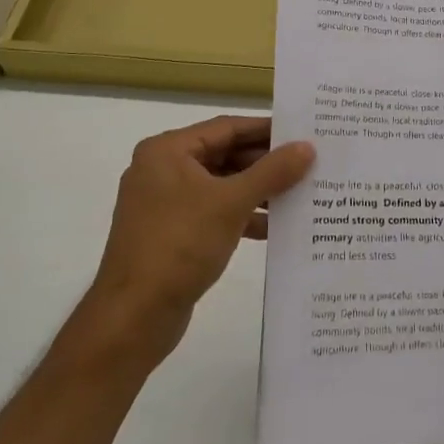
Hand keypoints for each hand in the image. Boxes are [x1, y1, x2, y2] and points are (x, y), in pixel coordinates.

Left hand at [79, 115, 313, 360]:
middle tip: (309, 163)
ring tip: (300, 193)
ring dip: (258, 191)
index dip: (266, 129)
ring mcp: (165, 204)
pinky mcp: (172, 234)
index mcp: (167, 151)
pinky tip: (275, 226)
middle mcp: (163, 170)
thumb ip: (272, 171)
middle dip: (266, 163)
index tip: (303, 132)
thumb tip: (307, 147)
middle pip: (225, 155)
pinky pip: (214, 213)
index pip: (226, 127)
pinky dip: (242, 216)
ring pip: (222, 186)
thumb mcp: (232, 203)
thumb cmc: (180, 244)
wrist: (133, 316)